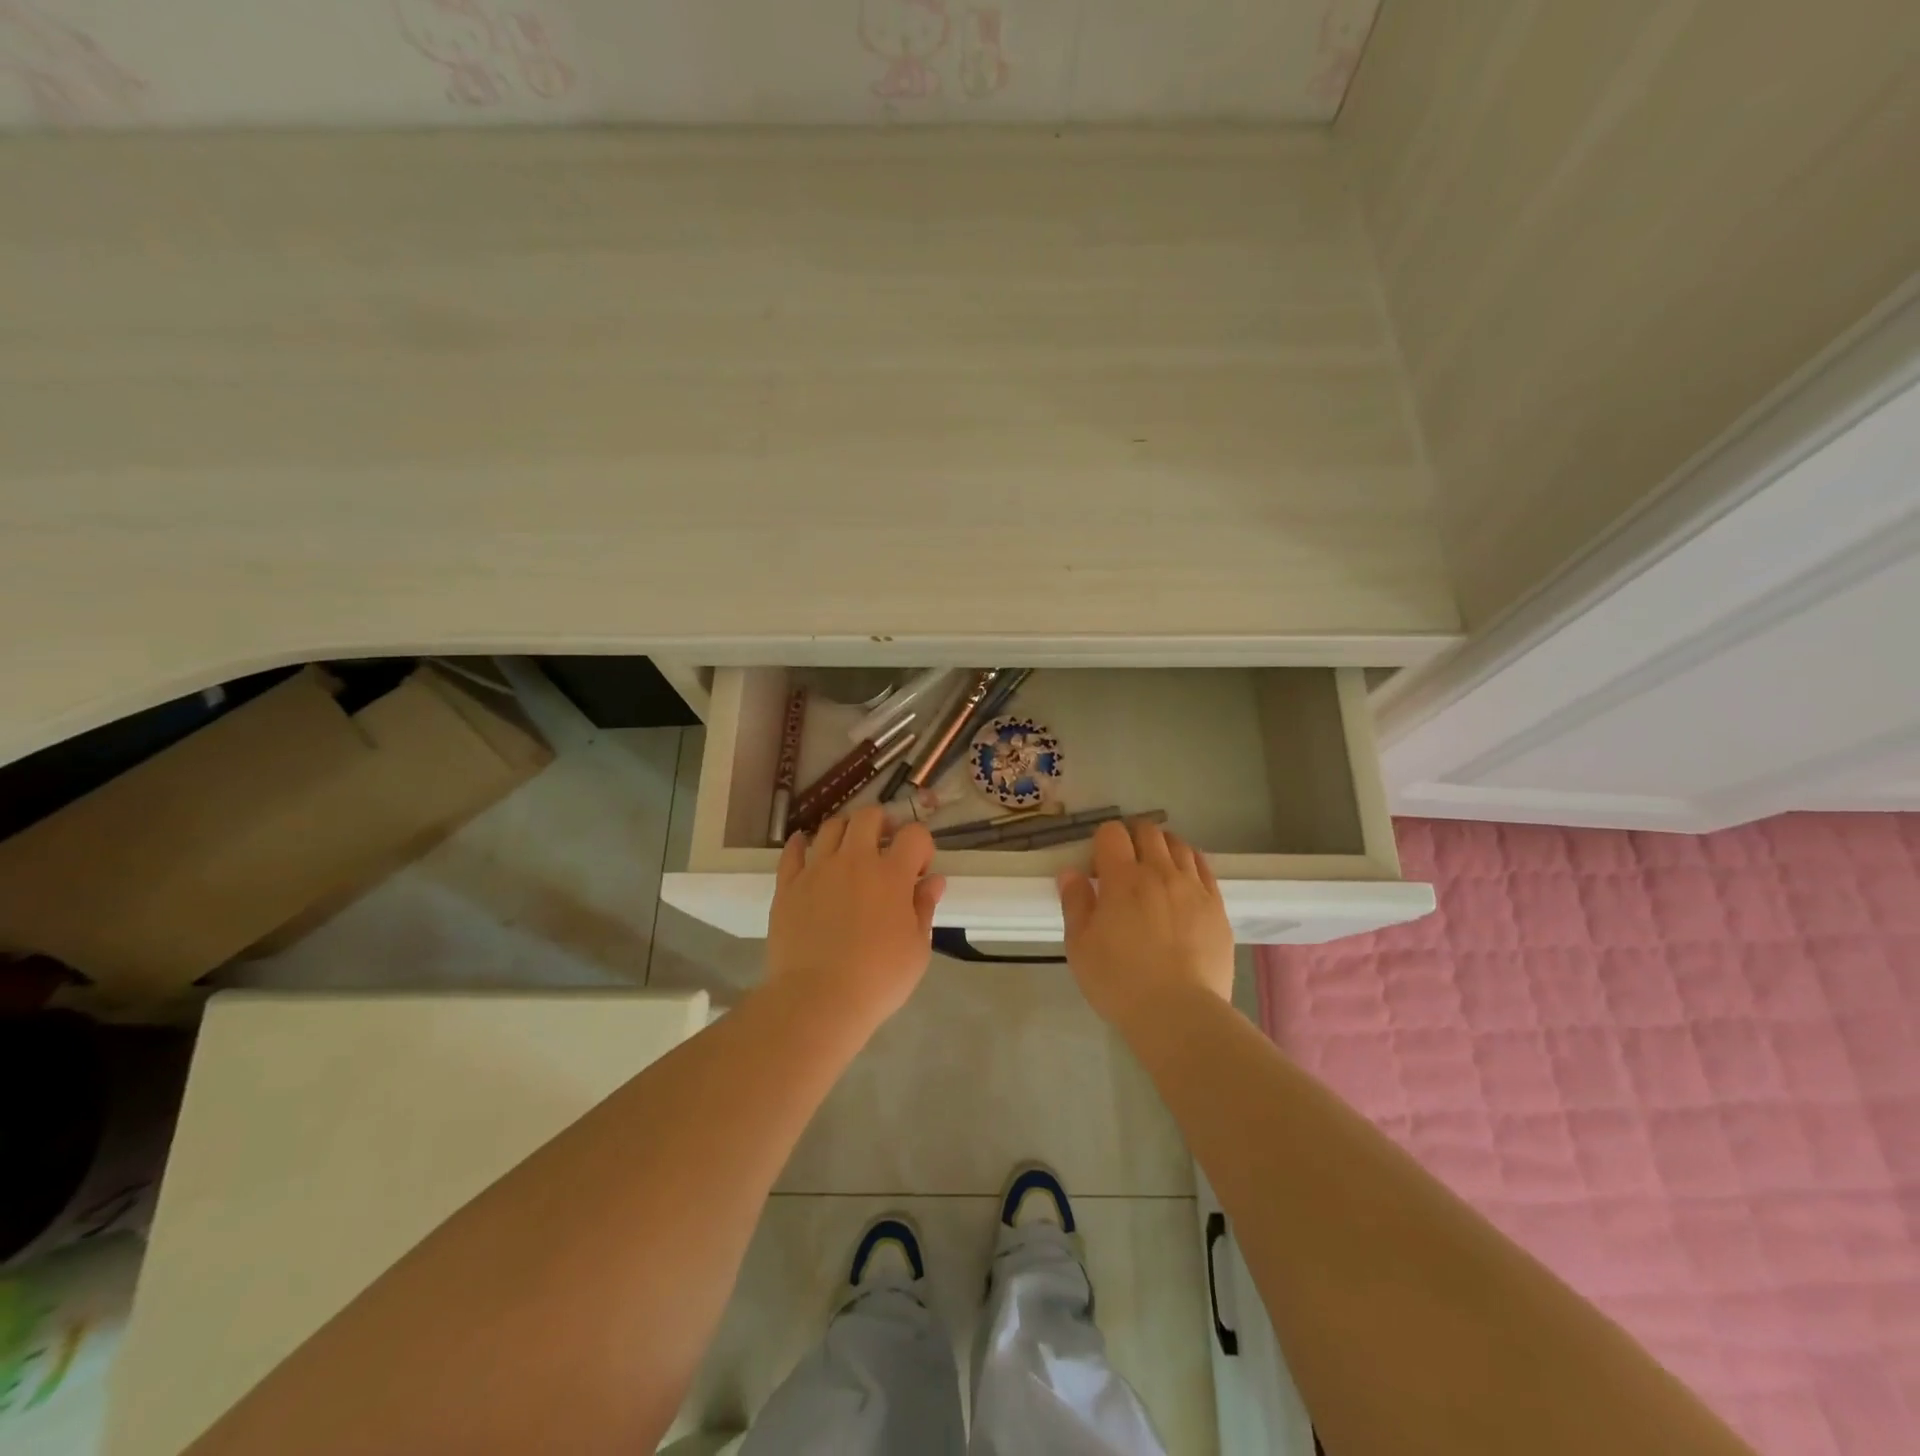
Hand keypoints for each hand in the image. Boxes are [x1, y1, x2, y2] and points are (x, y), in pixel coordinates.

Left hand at [764, 806, 946, 1030]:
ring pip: (831, 827)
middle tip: (884, 845)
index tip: (920, 868)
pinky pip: (792, 851)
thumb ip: (924, 908)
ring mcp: (817, 869)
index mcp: (891, 874)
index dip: (922, 845)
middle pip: (868, 816)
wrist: (817, 1000)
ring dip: (845, 830)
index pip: (914, 834)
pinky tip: (806, 848)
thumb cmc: (878, 979)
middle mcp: (854, 860)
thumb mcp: (917, 949)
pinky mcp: (787, 885)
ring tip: (848, 850)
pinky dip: (801, 844)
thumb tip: (933, 881)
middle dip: (882, 823)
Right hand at [1057, 818, 1234, 1029]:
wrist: (1179, 1014)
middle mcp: (1160, 872)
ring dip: (1162, 847)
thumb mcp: (1079, 946)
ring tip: (1155, 869)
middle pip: (1148, 831)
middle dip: (1132, 838)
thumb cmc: (1119, 981)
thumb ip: (1075, 903)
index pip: (1112, 833)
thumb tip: (1071, 872)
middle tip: (1124, 864)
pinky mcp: (1217, 907)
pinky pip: (1204, 868)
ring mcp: (1193, 887)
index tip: (1098, 866)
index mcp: (1122, 879)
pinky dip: (1190, 863)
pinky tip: (1183, 881)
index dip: (1101, 842)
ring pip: (1179, 845)